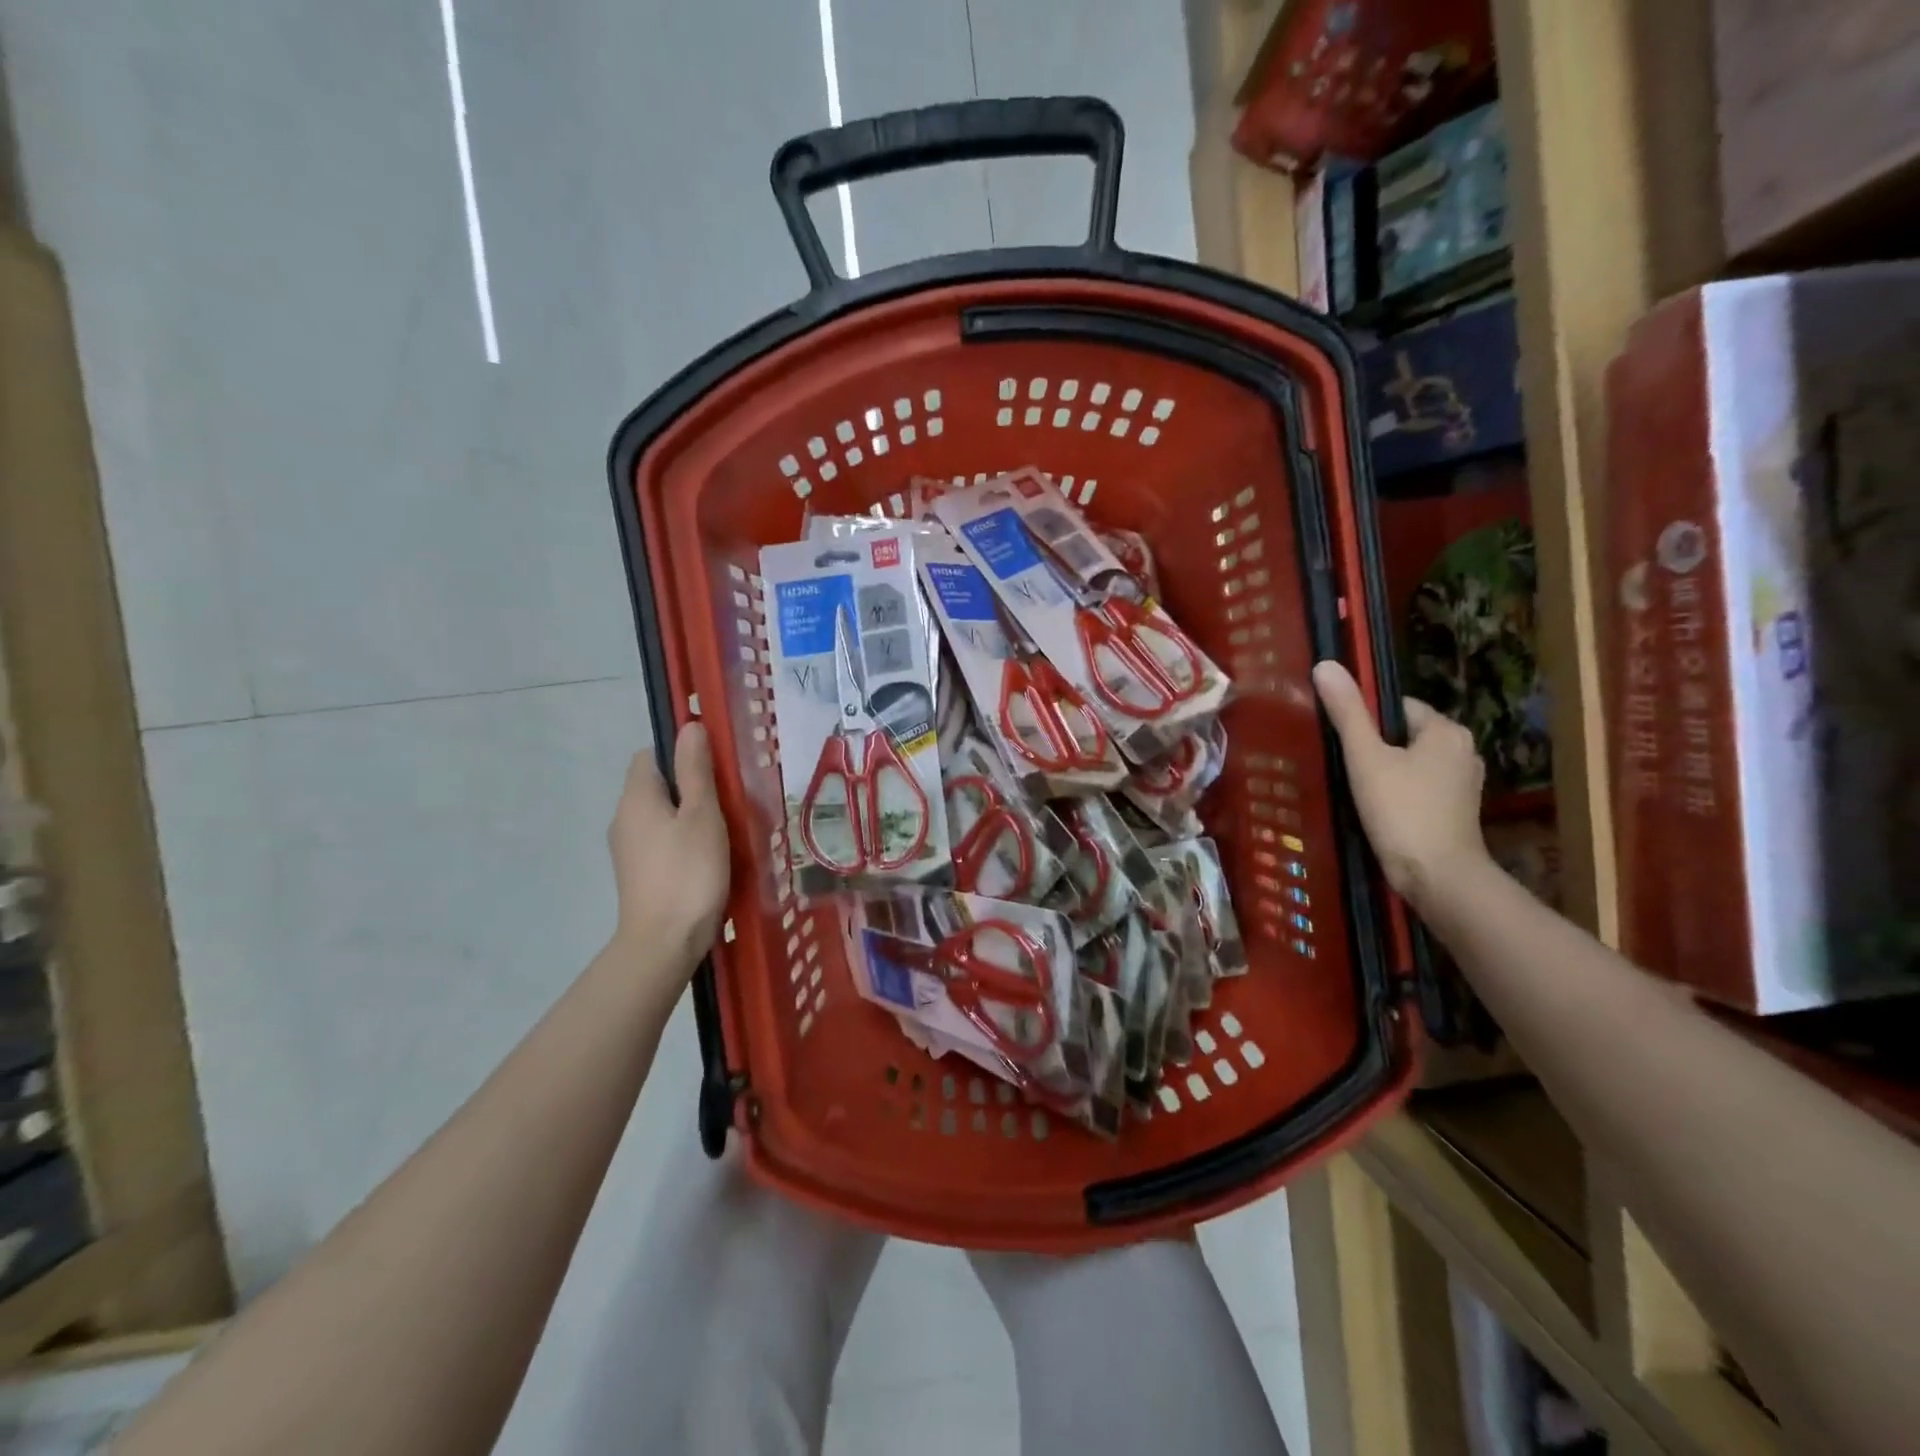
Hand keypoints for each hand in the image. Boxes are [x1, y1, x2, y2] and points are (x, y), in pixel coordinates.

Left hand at [607, 723, 730, 966]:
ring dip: (688, 815)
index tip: (714, 766)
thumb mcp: (702, 815)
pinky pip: (661, 841)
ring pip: (660, 815)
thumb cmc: (688, 873)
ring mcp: (628, 849)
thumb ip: (696, 770)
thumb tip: (689, 726)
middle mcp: (624, 818)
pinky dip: (682, 841)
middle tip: (728, 799)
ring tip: (724, 829)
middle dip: (690, 785)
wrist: (664, 943)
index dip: (680, 753)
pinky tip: (708, 857)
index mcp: (636, 797)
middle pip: (655, 785)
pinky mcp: (638, 874)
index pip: (650, 755)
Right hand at [1312, 660, 1487, 910]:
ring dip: (1386, 772)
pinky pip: (1421, 787)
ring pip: (1412, 763)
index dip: (1364, 722)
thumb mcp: (1366, 758)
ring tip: (1357, 791)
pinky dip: (1400, 793)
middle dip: (1375, 748)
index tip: (1341, 744)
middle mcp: (1463, 750)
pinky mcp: (1459, 810)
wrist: (1439, 878)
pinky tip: (1379, 811)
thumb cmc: (1401, 811)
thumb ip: (1347, 712)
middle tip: (1344, 769)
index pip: (1396, 707)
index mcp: (1446, 730)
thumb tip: (1325, 664)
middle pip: (1404, 735)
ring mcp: (1464, 783)